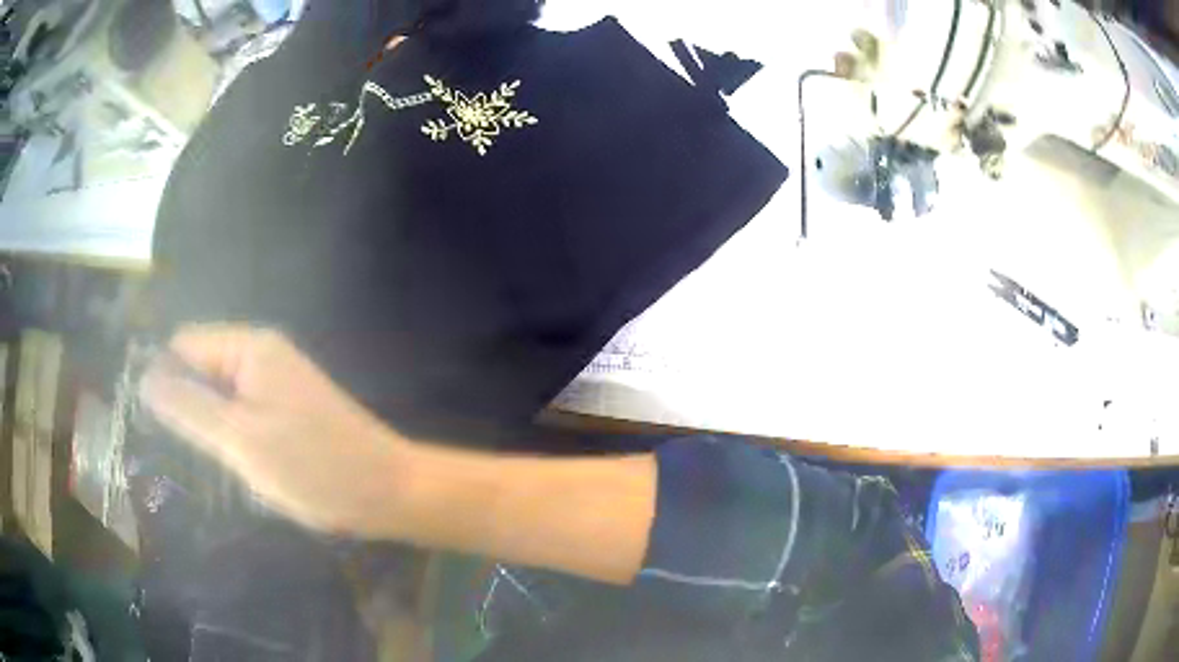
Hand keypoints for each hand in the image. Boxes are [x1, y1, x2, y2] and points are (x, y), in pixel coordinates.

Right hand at [140, 325, 408, 536]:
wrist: (387, 491)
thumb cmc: (313, 466)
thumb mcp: (240, 438)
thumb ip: (190, 406)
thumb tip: (145, 377)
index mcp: (249, 348)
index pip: (184, 345)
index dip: (163, 378)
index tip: (150, 423)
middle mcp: (261, 355)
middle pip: (201, 368)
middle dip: (187, 406)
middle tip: (181, 452)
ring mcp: (275, 384)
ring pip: (220, 396)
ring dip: (209, 426)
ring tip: (208, 462)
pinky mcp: (285, 412)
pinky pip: (241, 414)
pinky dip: (231, 436)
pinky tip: (233, 464)